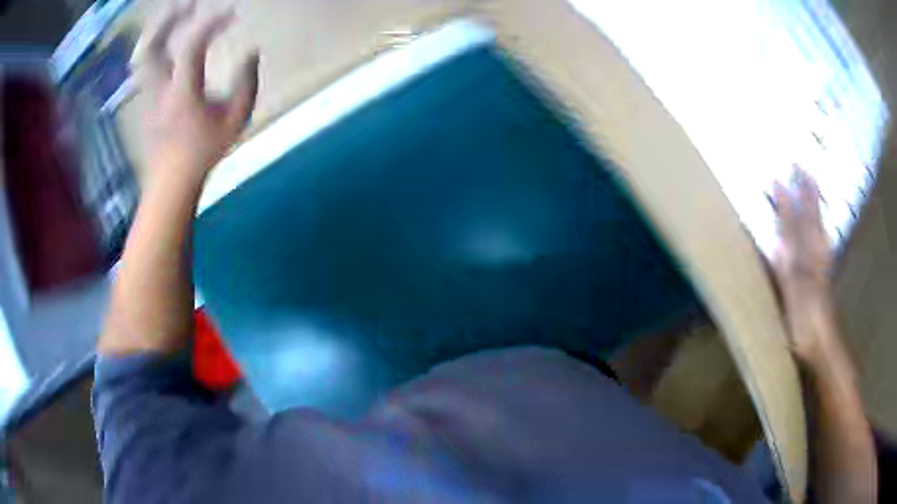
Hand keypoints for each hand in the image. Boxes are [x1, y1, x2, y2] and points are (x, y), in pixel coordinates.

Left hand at [132, 0, 258, 187]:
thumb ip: (247, 84)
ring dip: (159, 29)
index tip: (231, 12)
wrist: (170, 181)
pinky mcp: (145, 98)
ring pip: (144, 54)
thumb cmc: (204, 152)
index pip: (192, 46)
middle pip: (153, 45)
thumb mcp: (236, 121)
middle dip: (170, 18)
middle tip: (190, 3)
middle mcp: (160, 88)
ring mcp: (148, 93)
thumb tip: (252, 52)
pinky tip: (168, 38)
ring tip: (177, 14)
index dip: (211, 24)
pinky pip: (146, 63)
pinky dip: (156, 44)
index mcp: (182, 93)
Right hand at [772, 167, 836, 361]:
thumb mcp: (790, 299)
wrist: (822, 344)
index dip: (783, 202)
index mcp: (801, 259)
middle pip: (808, 217)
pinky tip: (822, 222)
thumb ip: (784, 270)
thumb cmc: (803, 324)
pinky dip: (822, 227)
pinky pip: (823, 241)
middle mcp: (812, 255)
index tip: (776, 177)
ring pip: (817, 226)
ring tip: (813, 182)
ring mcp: (819, 263)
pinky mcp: (823, 274)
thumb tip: (776, 243)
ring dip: (815, 204)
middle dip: (805, 191)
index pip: (791, 224)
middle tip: (802, 166)